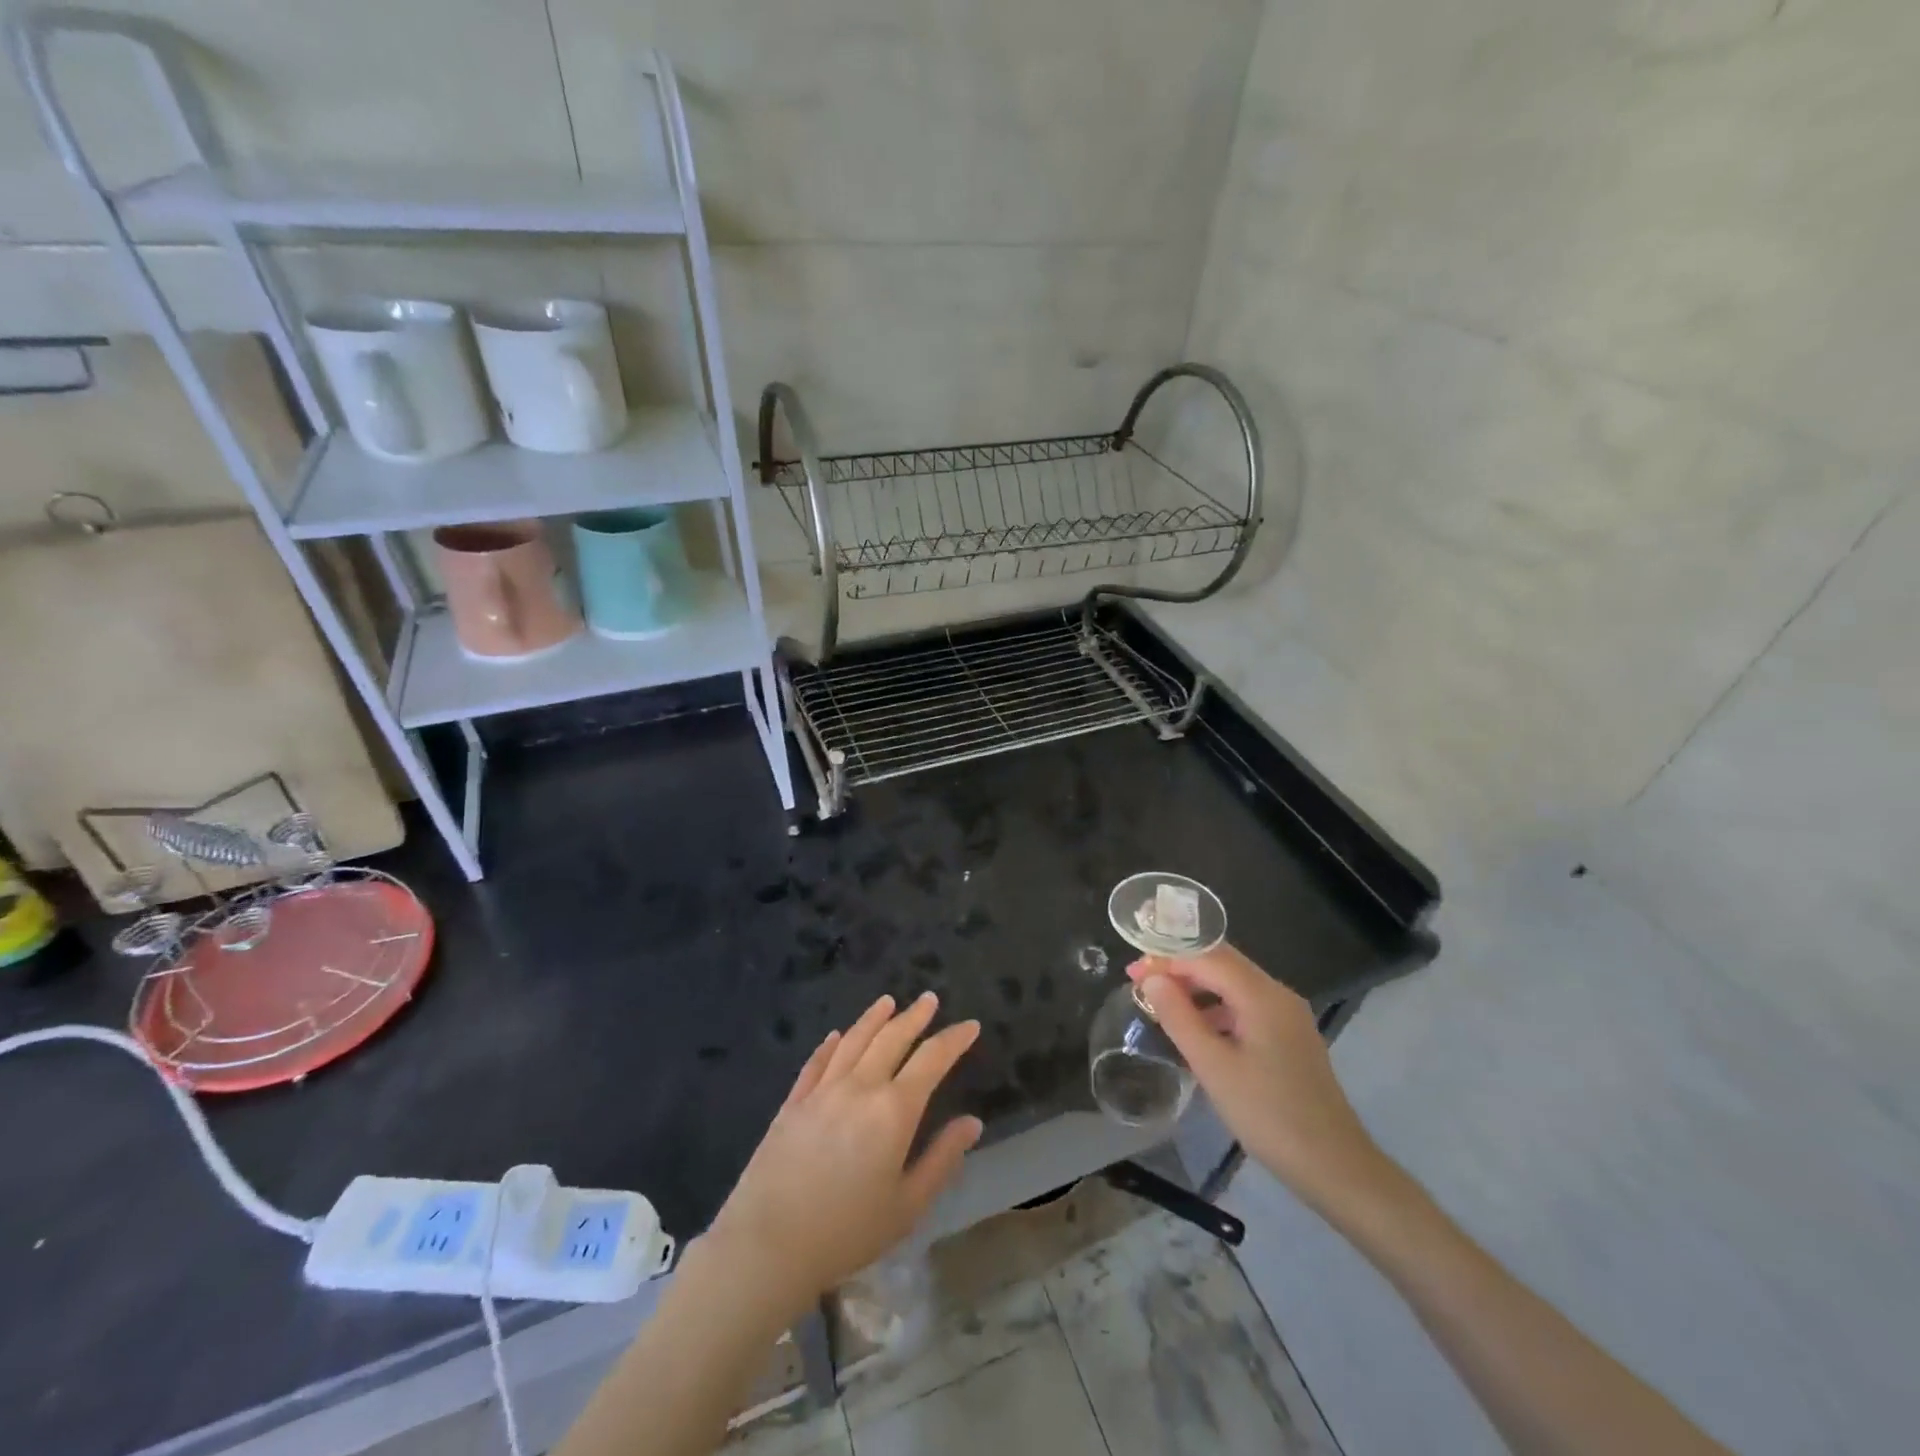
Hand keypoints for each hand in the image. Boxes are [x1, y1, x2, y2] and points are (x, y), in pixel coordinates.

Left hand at [704, 993, 982, 1317]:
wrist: (769, 1245)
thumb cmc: (847, 1231)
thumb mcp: (907, 1206)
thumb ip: (942, 1159)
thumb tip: (972, 1123)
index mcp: (893, 1110)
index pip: (931, 1060)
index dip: (953, 1039)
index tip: (970, 1025)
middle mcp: (860, 1087)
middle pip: (892, 1038)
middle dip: (915, 1016)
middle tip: (930, 999)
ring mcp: (822, 1091)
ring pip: (854, 1041)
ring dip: (874, 1018)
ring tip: (888, 1001)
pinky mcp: (793, 1103)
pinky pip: (817, 1062)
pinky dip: (831, 1045)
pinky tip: (837, 1036)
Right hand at [1128, 944, 1389, 1213]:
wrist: (1335, 1167)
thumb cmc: (1269, 1115)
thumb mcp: (1213, 1067)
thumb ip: (1179, 1017)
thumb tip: (1152, 979)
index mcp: (1262, 995)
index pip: (1207, 956)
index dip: (1166, 959)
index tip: (1132, 973)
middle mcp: (1278, 994)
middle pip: (1222, 963)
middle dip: (1179, 967)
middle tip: (1140, 984)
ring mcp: (1287, 1015)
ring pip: (1233, 984)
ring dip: (1196, 988)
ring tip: (1161, 1006)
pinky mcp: (1289, 1036)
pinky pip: (1245, 1005)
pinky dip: (1216, 1008)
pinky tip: (1196, 1030)